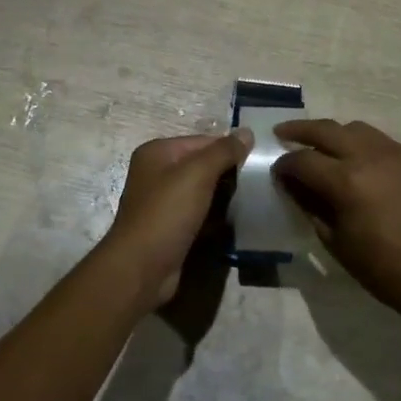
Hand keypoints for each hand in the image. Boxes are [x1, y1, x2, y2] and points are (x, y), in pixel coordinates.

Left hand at [102, 130, 251, 307]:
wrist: (141, 268)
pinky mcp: (171, 228)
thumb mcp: (197, 174)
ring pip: (203, 192)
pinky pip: (200, 214)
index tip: (258, 162)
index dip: (230, 149)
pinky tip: (237, 221)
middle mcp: (157, 173)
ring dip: (225, 196)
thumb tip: (247, 131)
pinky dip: (216, 217)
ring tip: (253, 200)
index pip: (203, 141)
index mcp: (158, 152)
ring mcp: (163, 202)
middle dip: (229, 173)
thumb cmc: (167, 213)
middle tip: (259, 182)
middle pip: (202, 165)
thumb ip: (223, 151)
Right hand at [273, 119, 400, 329]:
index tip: (277, 171)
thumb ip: (310, 205)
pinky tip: (368, 168)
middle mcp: (371, 156)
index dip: (285, 165)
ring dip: (337, 135)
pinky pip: (387, 145)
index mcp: (346, 179)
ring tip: (326, 146)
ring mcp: (400, 153)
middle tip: (283, 133)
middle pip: (326, 130)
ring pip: (359, 130)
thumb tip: (292, 184)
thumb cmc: (381, 267)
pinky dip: (370, 151)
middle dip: (300, 131)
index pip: (303, 160)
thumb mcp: (334, 240)